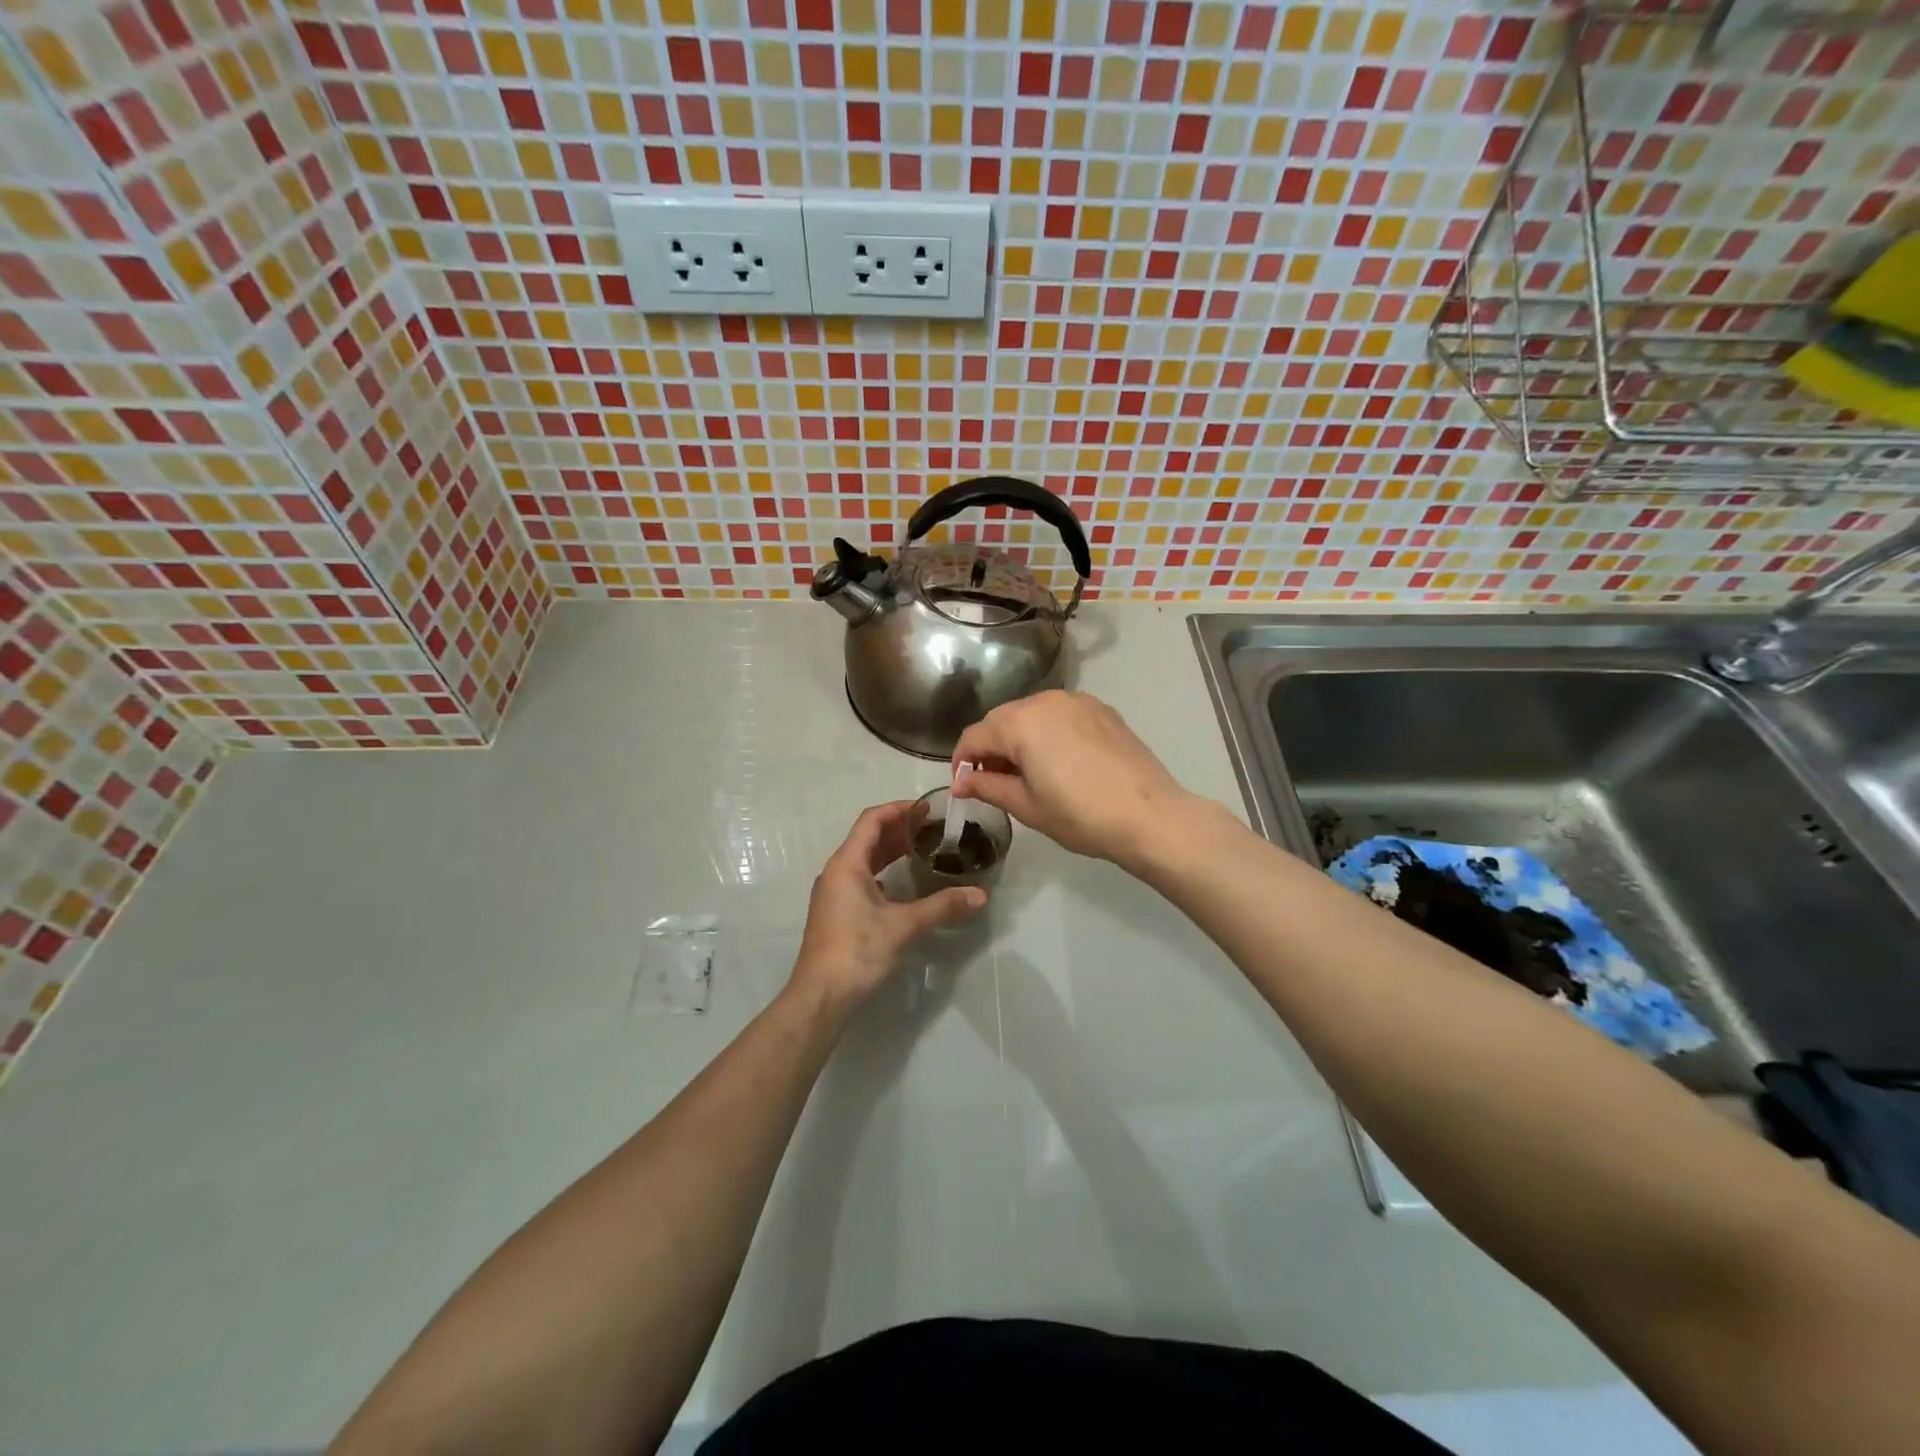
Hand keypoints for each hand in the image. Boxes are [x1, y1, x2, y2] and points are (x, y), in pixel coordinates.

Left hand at [789, 801, 985, 1013]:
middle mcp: (836, 872)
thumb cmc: (857, 951)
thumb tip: (980, 894)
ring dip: (891, 851)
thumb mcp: (903, 926)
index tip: (928, 809)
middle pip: (868, 838)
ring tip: (924, 850)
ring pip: (865, 860)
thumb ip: (942, 906)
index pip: (871, 820)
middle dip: (899, 830)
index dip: (899, 809)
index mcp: (846, 864)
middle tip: (934, 828)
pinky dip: (884, 873)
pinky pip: (862, 879)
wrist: (820, 998)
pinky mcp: (837, 913)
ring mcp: (834, 894)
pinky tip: (905, 884)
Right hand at [952, 690, 1192, 869]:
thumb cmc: (1081, 816)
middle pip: (1002, 720)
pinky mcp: (1102, 710)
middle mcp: (1046, 700)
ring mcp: (1078, 701)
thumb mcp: (1027, 806)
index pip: (975, 736)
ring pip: (1032, 715)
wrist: (1150, 816)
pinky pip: (1061, 716)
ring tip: (1027, 773)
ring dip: (1020, 738)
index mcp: (1020, 723)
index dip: (961, 761)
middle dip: (991, 748)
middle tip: (992, 783)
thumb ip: (988, 787)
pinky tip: (1059, 762)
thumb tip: (960, 782)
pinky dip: (1049, 733)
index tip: (963, 786)